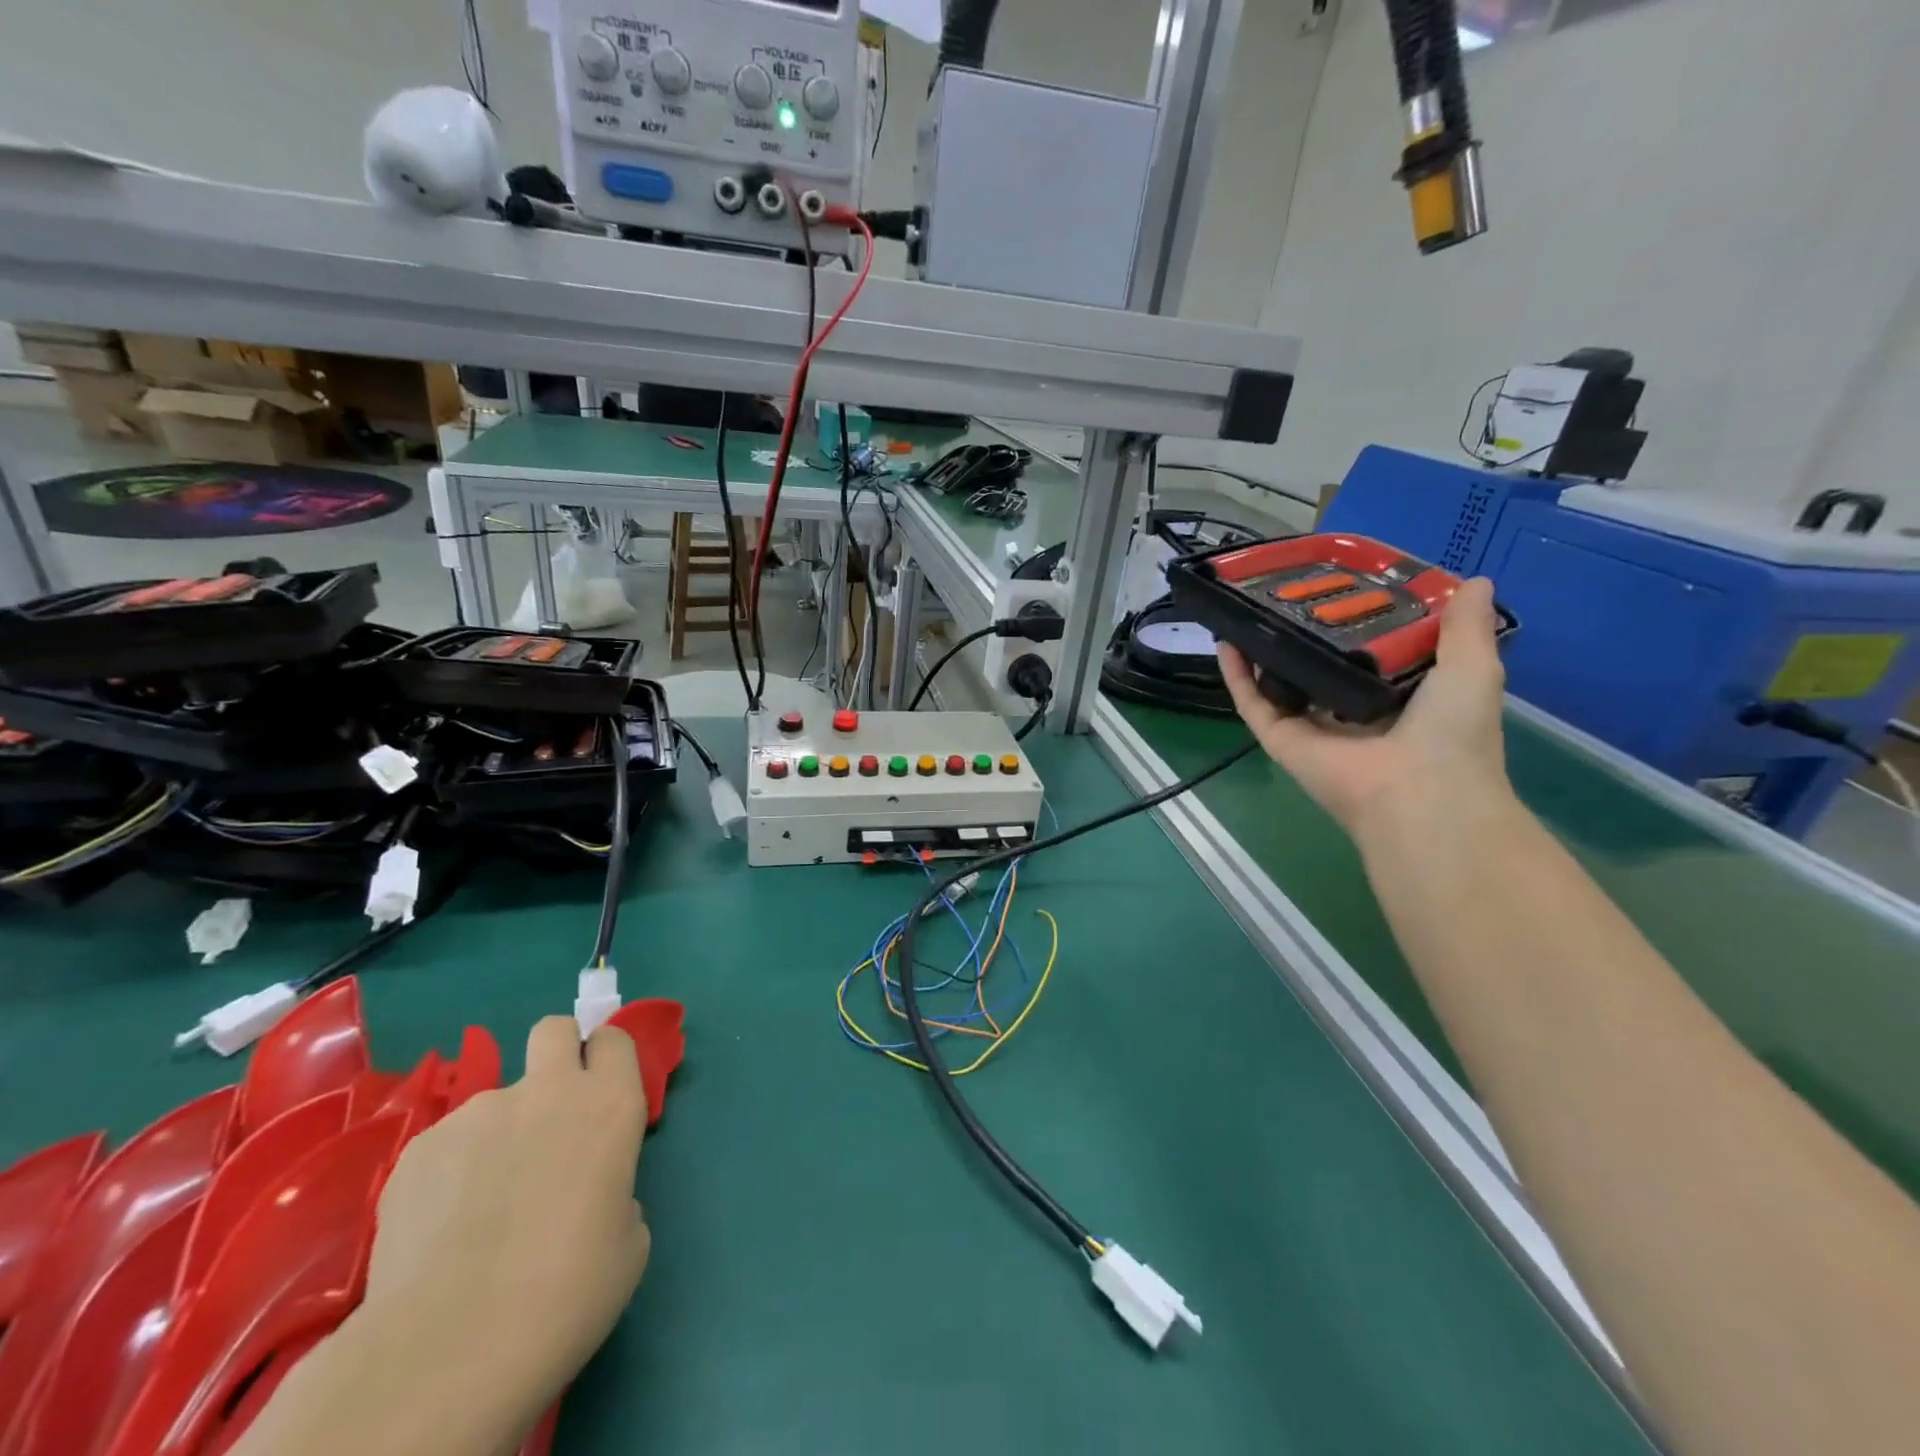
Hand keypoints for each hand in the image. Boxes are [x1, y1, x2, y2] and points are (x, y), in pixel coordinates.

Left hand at [353, 1018, 651, 1434]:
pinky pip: (446, 1146)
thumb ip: (614, 1190)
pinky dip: (450, 1174)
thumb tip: (587, 1193)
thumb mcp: (627, 1237)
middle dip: (556, 1052)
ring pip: (494, 1103)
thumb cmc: (569, 1289)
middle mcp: (547, 1092)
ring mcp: (477, 1114)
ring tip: (480, 1208)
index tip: (602, 1091)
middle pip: (552, 1030)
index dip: (606, 1059)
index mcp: (609, 1104)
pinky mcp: (418, 1149)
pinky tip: (441, 1231)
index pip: (614, 1039)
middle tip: (550, 1110)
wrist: (454, 1345)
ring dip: (497, 1135)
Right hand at [1217, 577, 1514, 846]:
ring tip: (1248, 611)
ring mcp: (1311, 728)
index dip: (1356, 621)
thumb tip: (1476, 581)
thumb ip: (1466, 628)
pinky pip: (1252, 703)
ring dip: (1261, 652)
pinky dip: (1236, 674)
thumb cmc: (1452, 731)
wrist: (1418, 793)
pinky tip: (1226, 640)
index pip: (1370, 654)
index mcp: (1397, 698)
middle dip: (1303, 633)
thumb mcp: (1472, 667)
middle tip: (1288, 592)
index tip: (1344, 584)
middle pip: (1317, 667)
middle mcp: (1350, 712)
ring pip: (1277, 684)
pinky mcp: (1280, 739)